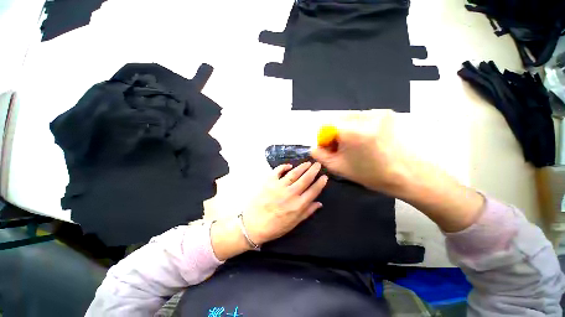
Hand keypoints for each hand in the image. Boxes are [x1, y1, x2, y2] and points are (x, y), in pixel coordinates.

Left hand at [242, 162, 327, 244]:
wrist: (253, 225)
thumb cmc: (275, 227)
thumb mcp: (294, 223)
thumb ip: (307, 212)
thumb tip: (319, 203)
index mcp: (298, 205)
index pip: (313, 191)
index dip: (320, 183)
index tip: (324, 177)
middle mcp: (291, 194)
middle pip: (305, 179)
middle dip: (313, 170)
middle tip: (317, 165)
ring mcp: (279, 186)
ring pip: (294, 173)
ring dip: (302, 167)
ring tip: (308, 163)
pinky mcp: (269, 182)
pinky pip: (278, 170)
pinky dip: (284, 166)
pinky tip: (289, 165)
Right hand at [311, 110, 484, 231]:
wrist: (406, 174)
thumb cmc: (370, 174)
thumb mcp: (338, 167)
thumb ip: (320, 155)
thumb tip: (314, 146)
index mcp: (352, 131)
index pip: (325, 124)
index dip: (324, 137)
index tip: (330, 148)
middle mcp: (364, 116)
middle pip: (337, 118)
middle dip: (334, 132)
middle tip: (341, 148)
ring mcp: (377, 113)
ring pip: (348, 117)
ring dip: (345, 129)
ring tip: (354, 145)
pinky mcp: (385, 114)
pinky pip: (361, 117)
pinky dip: (357, 127)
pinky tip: (365, 140)